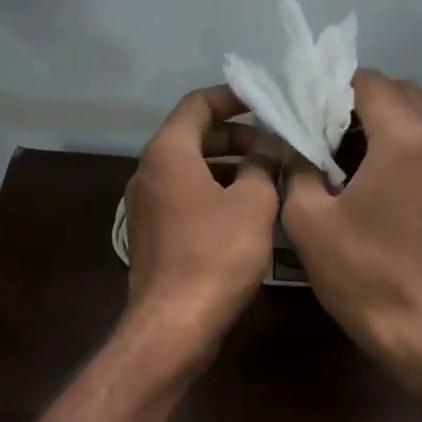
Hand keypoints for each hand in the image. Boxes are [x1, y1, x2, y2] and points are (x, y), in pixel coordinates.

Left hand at [123, 86, 278, 352]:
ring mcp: (145, 206)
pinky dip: (213, 194)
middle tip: (275, 146)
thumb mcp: (253, 203)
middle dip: (236, 137)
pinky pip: (184, 199)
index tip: (265, 102)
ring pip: (190, 171)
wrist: (175, 323)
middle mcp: (148, 172)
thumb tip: (267, 149)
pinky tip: (246, 212)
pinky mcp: (151, 235)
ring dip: (228, 168)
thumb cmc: (217, 254)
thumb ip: (262, 165)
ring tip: (269, 178)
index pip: (197, 104)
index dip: (232, 98)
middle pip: (192, 137)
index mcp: (167, 153)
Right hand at [281, 70, 421, 366]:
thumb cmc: (360, 273)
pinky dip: (398, 147)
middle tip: (319, 125)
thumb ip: (296, 169)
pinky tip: (368, 178)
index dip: (331, 85)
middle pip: (400, 93)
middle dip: (358, 99)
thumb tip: (293, 146)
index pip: (368, 83)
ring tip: (339, 150)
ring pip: (417, 120)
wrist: (419, 330)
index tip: (302, 104)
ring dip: (380, 122)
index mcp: (404, 139)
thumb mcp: (308, 220)